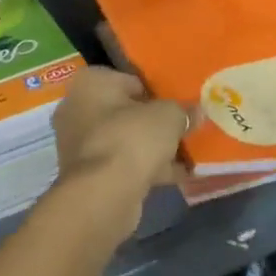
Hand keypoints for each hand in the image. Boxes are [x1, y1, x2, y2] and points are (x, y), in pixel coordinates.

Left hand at [49, 67, 188, 243]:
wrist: (102, 195)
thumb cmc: (131, 139)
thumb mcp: (167, 117)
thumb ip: (183, 111)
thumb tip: (197, 111)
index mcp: (91, 83)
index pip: (129, 79)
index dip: (156, 91)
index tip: (178, 103)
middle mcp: (78, 108)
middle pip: (126, 111)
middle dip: (154, 121)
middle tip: (183, 128)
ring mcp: (80, 143)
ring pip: (125, 139)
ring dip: (152, 147)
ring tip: (187, 154)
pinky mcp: (88, 174)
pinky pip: (123, 164)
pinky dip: (146, 168)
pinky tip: (177, 176)